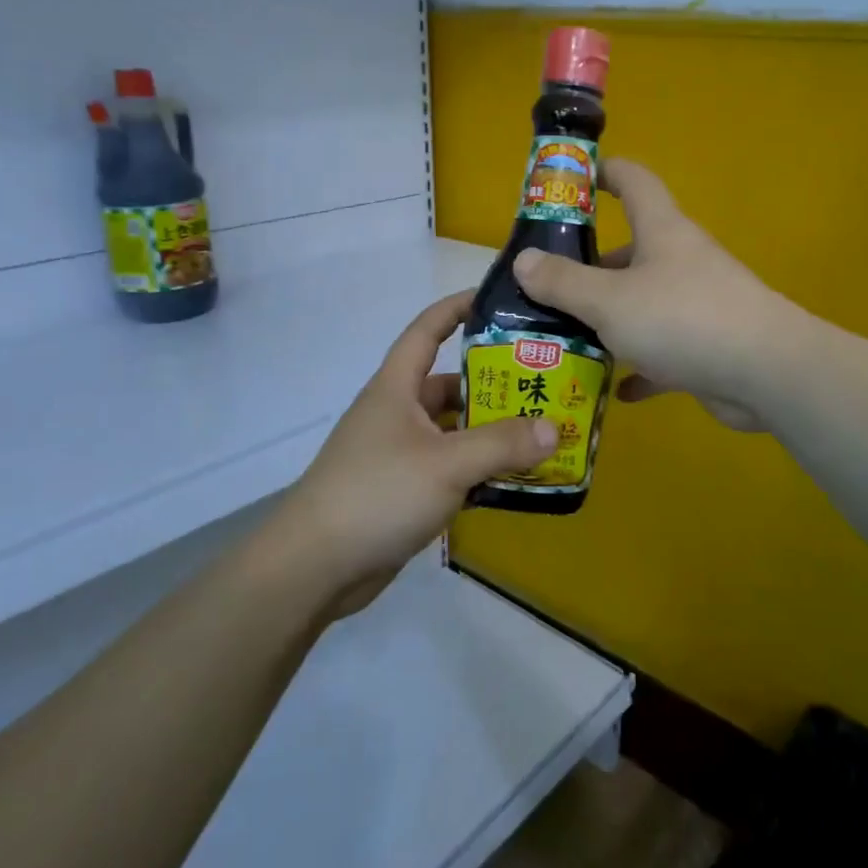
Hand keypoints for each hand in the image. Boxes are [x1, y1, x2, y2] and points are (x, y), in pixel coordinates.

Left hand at [277, 292, 556, 609]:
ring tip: (541, 432)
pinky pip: (451, 467)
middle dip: (493, 383)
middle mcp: (397, 413)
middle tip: (543, 383)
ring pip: (454, 430)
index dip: (458, 308)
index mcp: (396, 388)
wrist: (314, 568)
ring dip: (491, 432)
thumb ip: (502, 444)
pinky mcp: (404, 490)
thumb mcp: (446, 463)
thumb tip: (553, 428)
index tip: (498, 300)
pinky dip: (480, 469)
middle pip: (450, 385)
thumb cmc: (377, 495)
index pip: (426, 330)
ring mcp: (399, 453)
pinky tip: (515, 479)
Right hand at [512, 158, 796, 432]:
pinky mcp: (707, 346)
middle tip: (545, 288)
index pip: (635, 182)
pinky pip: (663, 351)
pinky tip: (615, 387)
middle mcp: (681, 261)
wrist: (766, 373)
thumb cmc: (682, 319)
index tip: (573, 179)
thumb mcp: (610, 300)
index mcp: (662, 232)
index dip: (605, 172)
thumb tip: (523, 260)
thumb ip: (563, 282)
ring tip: (564, 338)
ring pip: (643, 304)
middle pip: (630, 251)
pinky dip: (640, 366)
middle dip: (589, 267)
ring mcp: (697, 304)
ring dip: (609, 320)